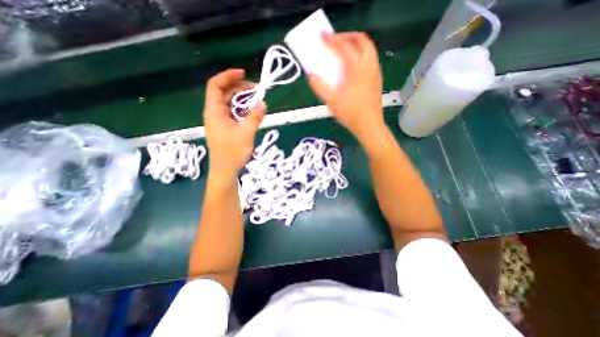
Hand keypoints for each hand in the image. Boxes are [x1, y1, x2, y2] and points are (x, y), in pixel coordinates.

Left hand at [204, 68, 263, 178]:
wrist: (225, 171)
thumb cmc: (233, 153)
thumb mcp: (246, 134)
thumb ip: (255, 117)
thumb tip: (263, 103)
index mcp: (214, 112)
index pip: (216, 85)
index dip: (228, 76)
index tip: (244, 74)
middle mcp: (214, 114)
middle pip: (223, 93)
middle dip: (239, 88)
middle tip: (256, 90)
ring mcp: (219, 121)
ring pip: (228, 103)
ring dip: (241, 100)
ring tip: (256, 100)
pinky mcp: (224, 128)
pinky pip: (232, 113)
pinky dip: (241, 110)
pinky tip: (251, 113)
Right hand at [309, 31, 383, 140]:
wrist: (369, 125)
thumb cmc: (350, 114)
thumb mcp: (331, 101)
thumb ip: (319, 87)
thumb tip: (311, 76)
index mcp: (357, 69)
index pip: (343, 47)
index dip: (331, 39)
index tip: (323, 35)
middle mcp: (369, 66)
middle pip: (362, 40)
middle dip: (347, 36)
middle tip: (335, 41)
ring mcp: (375, 72)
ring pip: (368, 49)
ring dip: (356, 45)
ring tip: (343, 52)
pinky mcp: (377, 79)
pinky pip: (370, 59)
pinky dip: (361, 55)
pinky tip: (352, 67)